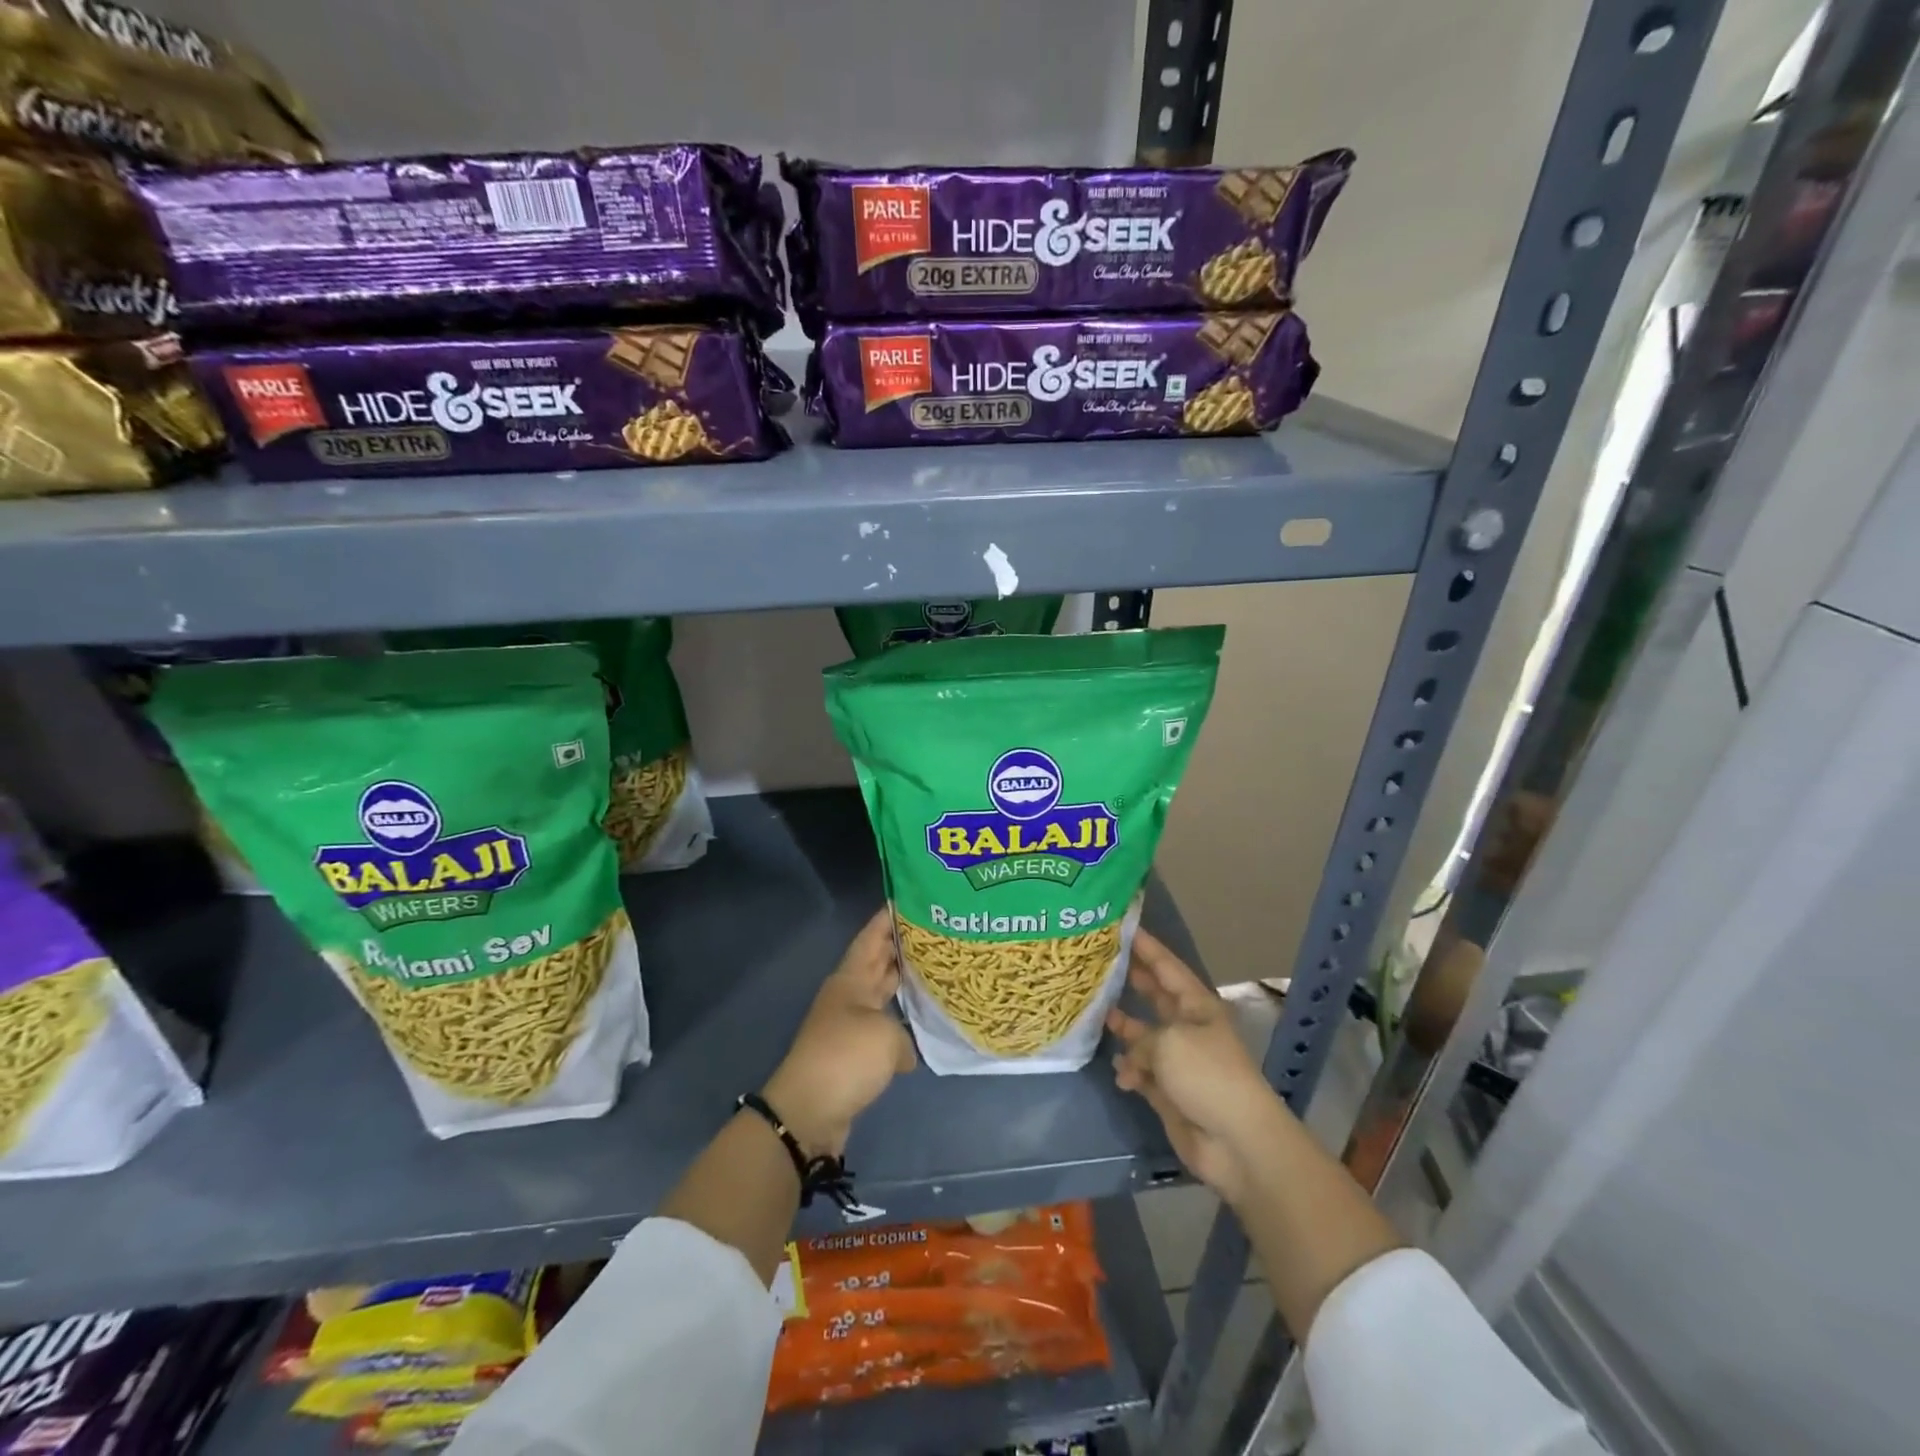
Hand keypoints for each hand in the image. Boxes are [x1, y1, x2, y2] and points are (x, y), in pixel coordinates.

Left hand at [762, 908, 916, 1156]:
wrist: (808, 1112)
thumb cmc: (845, 1058)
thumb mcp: (885, 1037)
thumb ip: (904, 1034)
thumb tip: (903, 1052)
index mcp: (851, 979)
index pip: (872, 937)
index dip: (888, 917)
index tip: (911, 898)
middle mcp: (850, 996)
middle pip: (878, 962)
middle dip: (904, 946)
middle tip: (938, 931)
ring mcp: (851, 1024)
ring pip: (883, 993)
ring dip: (906, 983)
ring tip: (939, 970)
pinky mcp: (855, 1054)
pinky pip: (885, 1026)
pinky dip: (903, 1023)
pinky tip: (927, 1022)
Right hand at [1106, 930, 1288, 1207]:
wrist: (1236, 1141)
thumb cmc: (1207, 1076)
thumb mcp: (1169, 1042)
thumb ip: (1142, 1035)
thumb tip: (1130, 1052)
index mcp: (1197, 1006)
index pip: (1167, 967)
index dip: (1147, 947)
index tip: (1122, 926)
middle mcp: (1187, 1027)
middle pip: (1155, 997)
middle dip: (1132, 981)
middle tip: (1100, 962)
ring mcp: (1178, 1060)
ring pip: (1143, 1035)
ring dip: (1123, 1028)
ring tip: (1096, 1015)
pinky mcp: (1168, 1090)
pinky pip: (1141, 1070)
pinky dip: (1130, 1070)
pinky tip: (1122, 1074)